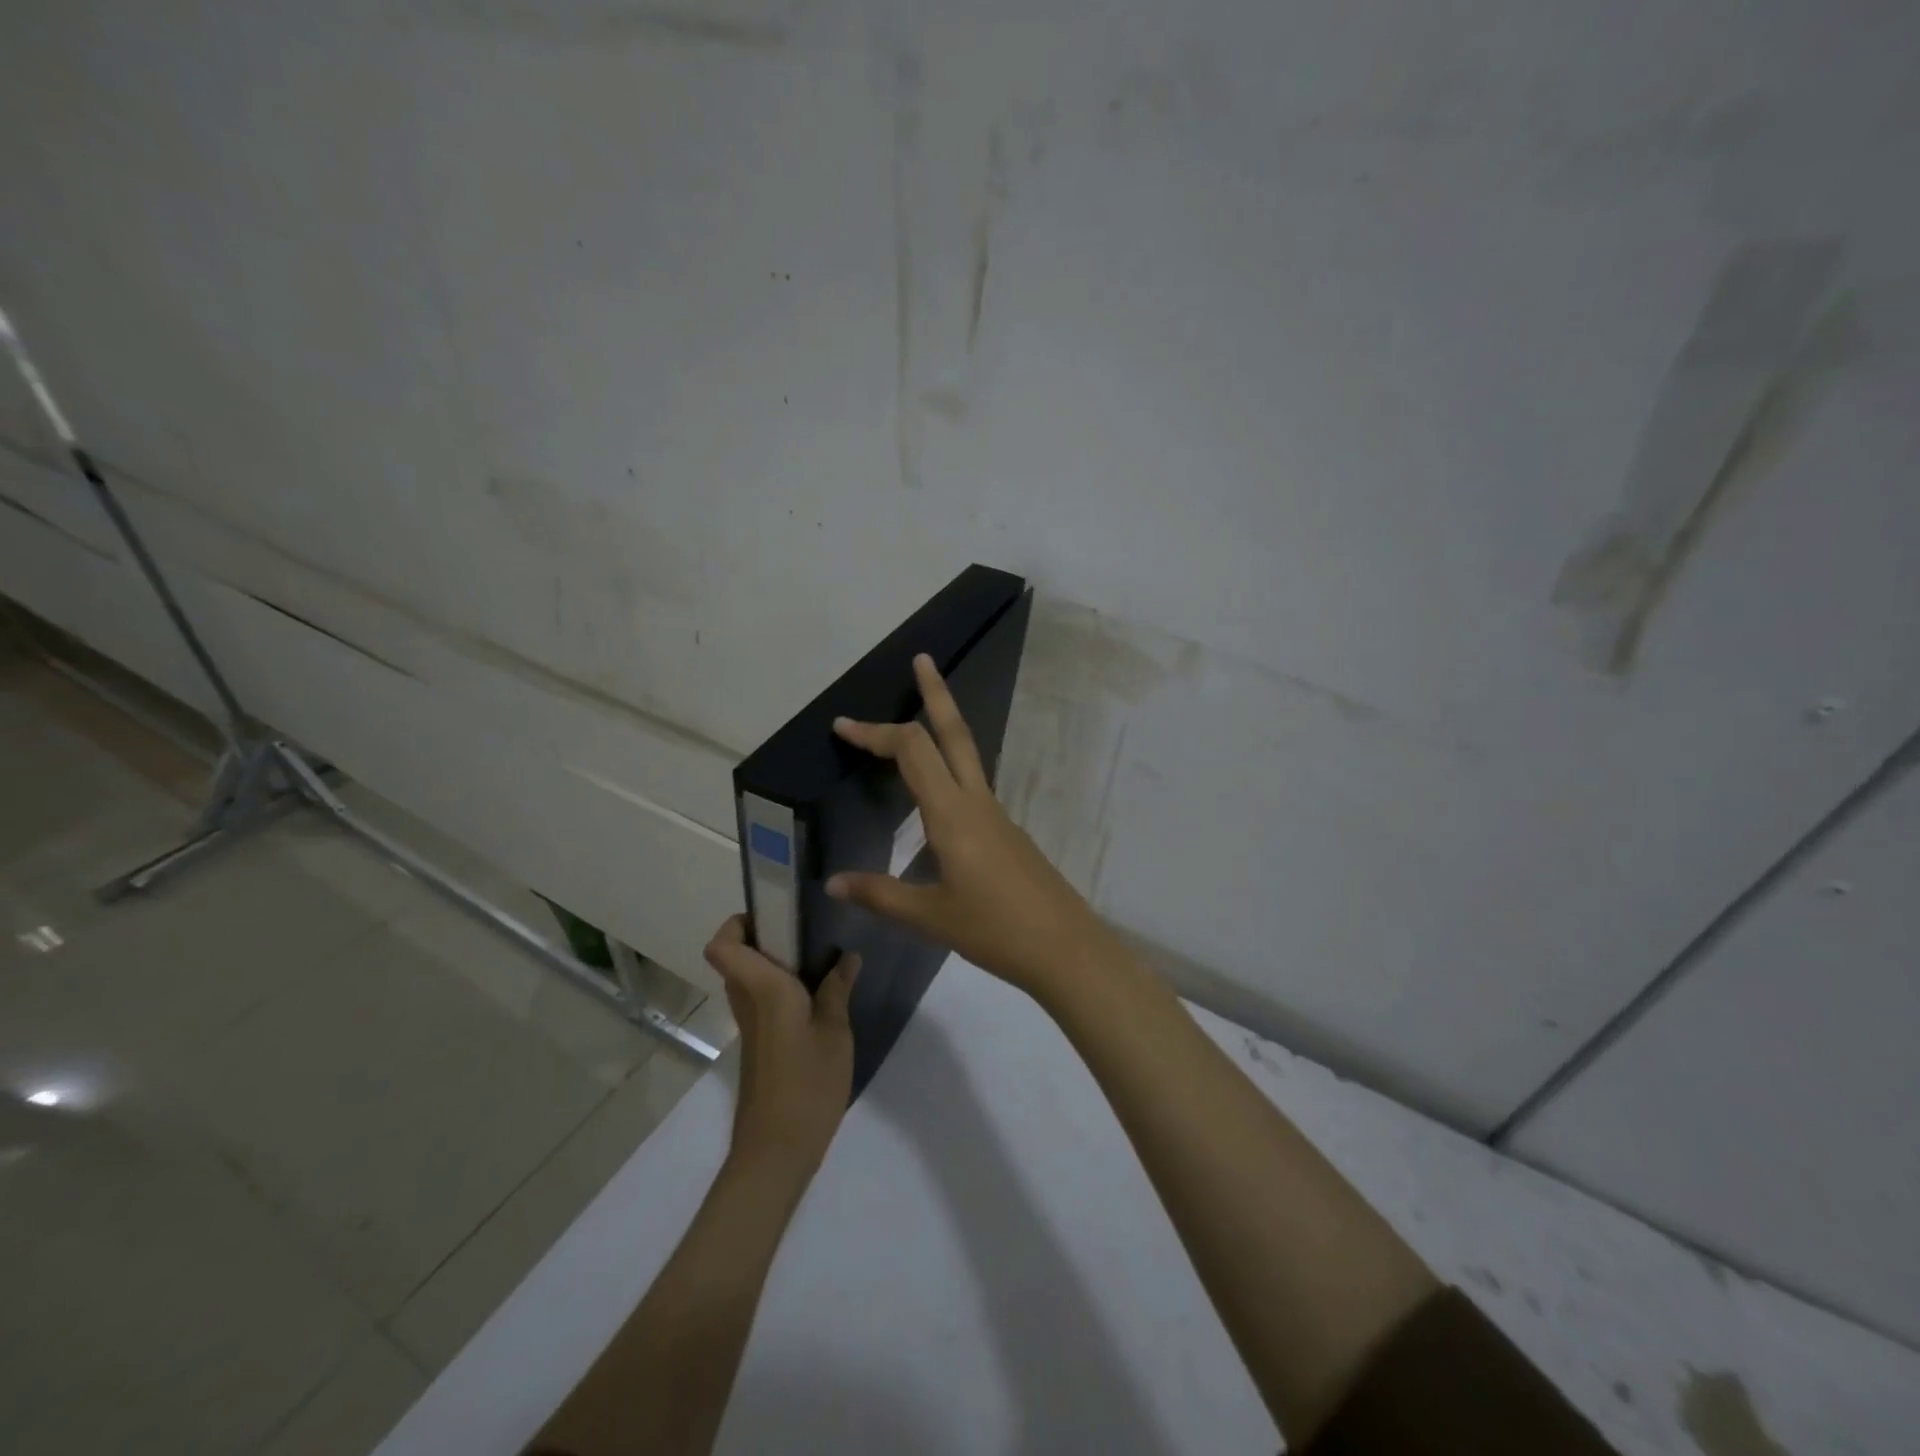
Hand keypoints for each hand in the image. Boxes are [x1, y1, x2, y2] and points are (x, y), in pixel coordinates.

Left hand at [703, 916, 859, 1170]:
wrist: (777, 1151)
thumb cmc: (807, 1084)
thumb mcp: (835, 1032)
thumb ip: (837, 989)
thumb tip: (847, 956)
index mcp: (763, 989)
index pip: (722, 946)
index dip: (736, 923)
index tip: (774, 914)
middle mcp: (748, 1001)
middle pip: (736, 957)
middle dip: (765, 936)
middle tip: (808, 931)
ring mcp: (751, 1025)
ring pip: (748, 979)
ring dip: (774, 963)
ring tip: (820, 959)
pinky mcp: (759, 1045)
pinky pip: (761, 1001)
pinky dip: (782, 989)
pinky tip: (818, 997)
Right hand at [826, 653, 1117, 1001]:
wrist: (1066, 948)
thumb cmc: (995, 930)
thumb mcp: (930, 917)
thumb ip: (880, 895)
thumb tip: (833, 883)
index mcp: (953, 814)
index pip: (912, 752)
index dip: (876, 733)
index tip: (842, 726)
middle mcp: (977, 802)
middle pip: (955, 733)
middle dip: (936, 693)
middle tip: (923, 660)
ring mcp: (997, 815)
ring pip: (968, 755)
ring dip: (945, 727)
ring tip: (918, 720)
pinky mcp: (1007, 832)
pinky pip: (973, 786)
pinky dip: (950, 769)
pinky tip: (935, 797)